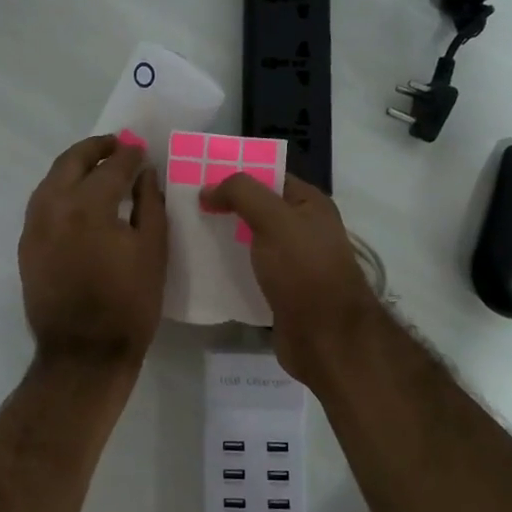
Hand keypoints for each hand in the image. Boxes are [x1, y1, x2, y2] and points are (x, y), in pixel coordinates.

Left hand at [19, 135, 167, 367]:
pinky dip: (60, 189)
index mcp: (88, 206)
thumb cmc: (128, 304)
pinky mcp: (26, 245)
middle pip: (71, 162)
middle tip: (116, 144)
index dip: (129, 155)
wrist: (83, 353)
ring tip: (97, 166)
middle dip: (95, 148)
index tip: (140, 150)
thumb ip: (149, 204)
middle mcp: (53, 207)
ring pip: (51, 180)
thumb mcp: (153, 251)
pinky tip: (78, 197)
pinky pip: (41, 203)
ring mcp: (34, 226)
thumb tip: (144, 173)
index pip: (111, 167)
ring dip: (74, 166)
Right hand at [202, 172, 385, 387]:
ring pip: (250, 241)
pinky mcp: (279, 291)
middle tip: (185, 205)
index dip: (237, 173)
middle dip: (224, 205)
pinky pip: (249, 271)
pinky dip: (228, 268)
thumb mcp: (274, 219)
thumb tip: (208, 189)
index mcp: (310, 204)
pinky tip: (201, 268)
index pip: (269, 177)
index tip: (199, 176)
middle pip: (257, 208)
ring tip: (186, 234)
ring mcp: (292, 262)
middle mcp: (303, 229)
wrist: (326, 338)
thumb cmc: (304, 270)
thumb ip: (241, 194)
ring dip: (222, 238)